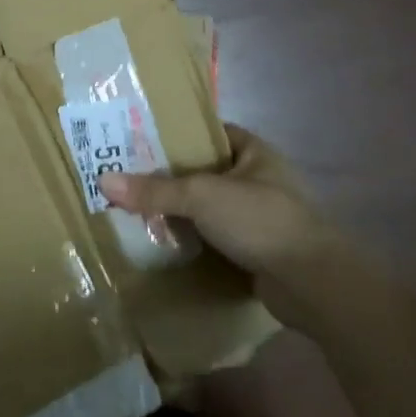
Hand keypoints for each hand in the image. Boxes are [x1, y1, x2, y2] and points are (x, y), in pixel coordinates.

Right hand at [97, 127, 325, 278]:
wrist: (312, 284)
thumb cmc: (261, 221)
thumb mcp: (202, 196)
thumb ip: (155, 189)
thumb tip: (103, 181)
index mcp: (254, 152)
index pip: (208, 132)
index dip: (175, 134)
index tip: (137, 139)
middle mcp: (257, 179)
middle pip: (203, 172)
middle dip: (168, 177)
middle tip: (125, 177)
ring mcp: (258, 217)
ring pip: (206, 207)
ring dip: (178, 212)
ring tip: (133, 209)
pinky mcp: (255, 250)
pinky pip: (213, 237)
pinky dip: (191, 240)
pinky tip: (160, 242)